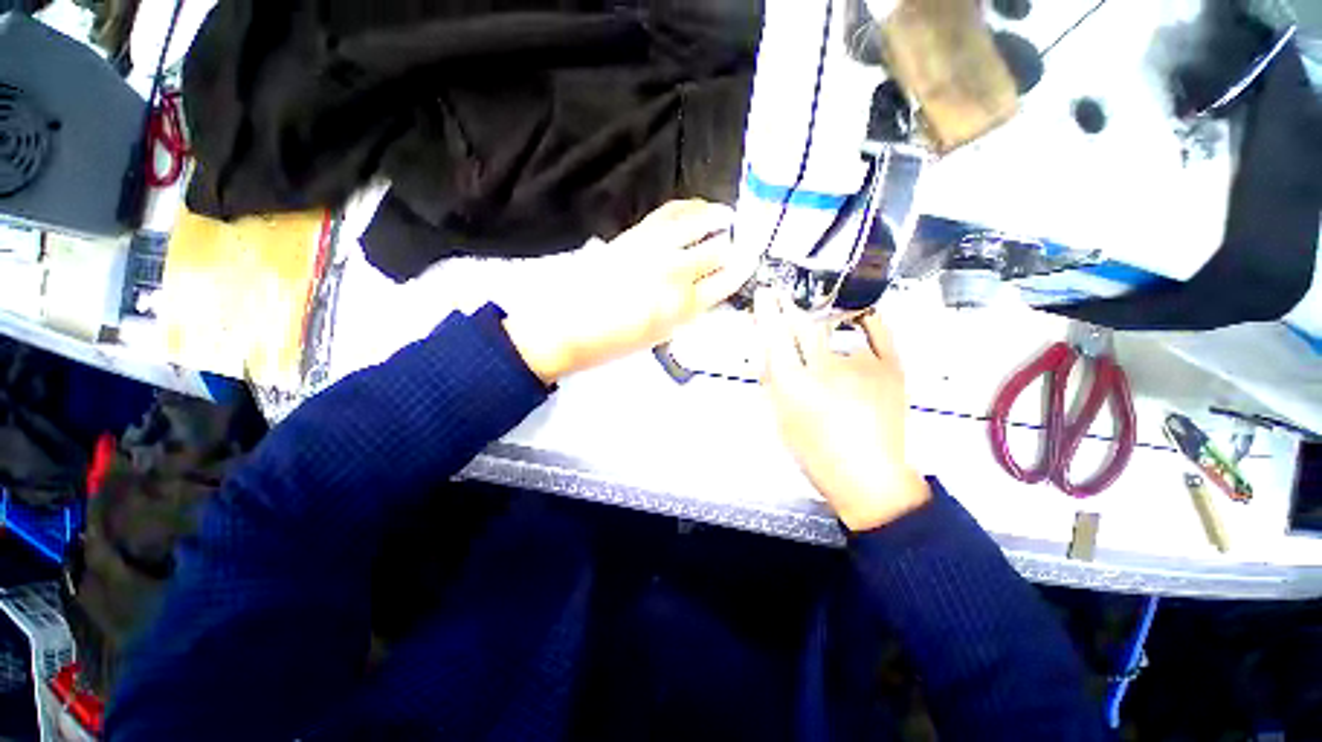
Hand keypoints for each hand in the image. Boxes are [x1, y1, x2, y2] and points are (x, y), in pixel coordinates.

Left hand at [504, 200, 757, 383]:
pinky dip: (689, 207)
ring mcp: (655, 248)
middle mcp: (675, 273)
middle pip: (717, 250)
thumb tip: (704, 291)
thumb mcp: (660, 337)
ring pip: (698, 223)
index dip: (740, 271)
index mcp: (683, 307)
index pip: (725, 282)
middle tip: (738, 244)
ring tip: (727, 216)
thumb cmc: (615, 342)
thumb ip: (686, 312)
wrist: (567, 326)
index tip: (749, 263)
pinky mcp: (635, 234)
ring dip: (718, 218)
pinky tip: (697, 208)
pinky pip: (670, 212)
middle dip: (732, 248)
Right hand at [755, 290, 930, 531]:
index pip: (775, 337)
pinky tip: (859, 317)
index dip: (768, 311)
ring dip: (822, 322)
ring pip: (836, 328)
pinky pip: (877, 331)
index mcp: (794, 386)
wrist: (869, 477)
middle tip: (785, 298)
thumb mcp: (780, 419)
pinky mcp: (892, 368)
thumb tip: (763, 351)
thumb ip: (771, 382)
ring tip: (820, 322)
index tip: (765, 293)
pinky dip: (867, 320)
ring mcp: (862, 366)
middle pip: (804, 325)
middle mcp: (825, 370)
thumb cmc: (815, 453)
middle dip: (791, 306)